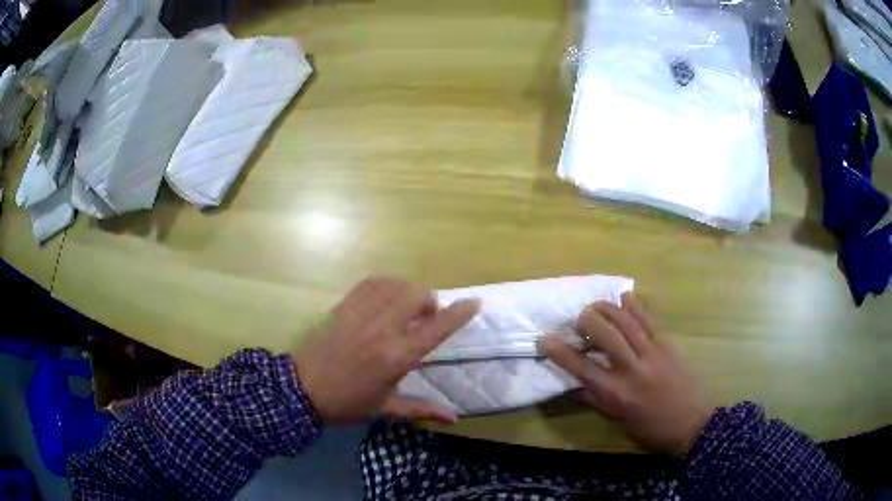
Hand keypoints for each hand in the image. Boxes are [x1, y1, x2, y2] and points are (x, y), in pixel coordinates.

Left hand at [292, 277, 478, 423]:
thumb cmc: (348, 403)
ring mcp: (361, 314)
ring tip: (405, 308)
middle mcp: (383, 329)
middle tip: (426, 318)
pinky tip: (385, 298)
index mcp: (397, 356)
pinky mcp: (344, 307)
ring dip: (408, 292)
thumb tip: (454, 418)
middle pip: (416, 296)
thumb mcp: (387, 410)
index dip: (459, 314)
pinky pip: (371, 284)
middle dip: (430, 301)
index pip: (436, 329)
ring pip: (395, 285)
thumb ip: (422, 410)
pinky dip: (385, 285)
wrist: (303, 389)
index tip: (474, 303)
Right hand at [541, 293, 711, 456]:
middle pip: (605, 335)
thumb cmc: (648, 427)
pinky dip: (635, 306)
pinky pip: (649, 320)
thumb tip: (573, 383)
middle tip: (578, 319)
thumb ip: (594, 398)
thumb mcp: (616, 418)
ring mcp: (652, 354)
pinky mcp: (667, 345)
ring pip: (626, 322)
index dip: (560, 352)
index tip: (545, 338)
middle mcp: (632, 369)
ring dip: (607, 309)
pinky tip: (624, 297)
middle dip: (586, 321)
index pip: (582, 368)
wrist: (688, 423)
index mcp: (616, 393)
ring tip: (595, 305)